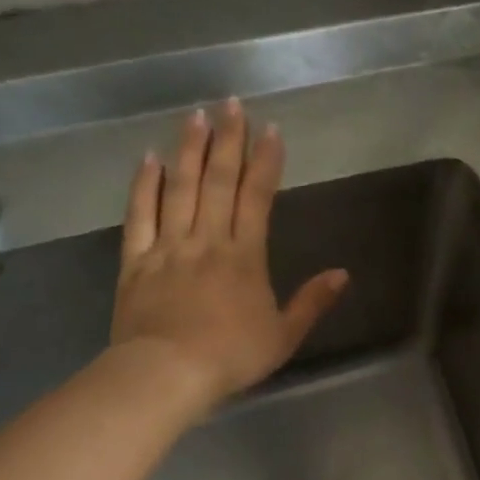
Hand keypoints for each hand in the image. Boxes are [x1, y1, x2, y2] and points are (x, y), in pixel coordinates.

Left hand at [110, 99, 347, 414]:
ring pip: (180, 188)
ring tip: (196, 116)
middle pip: (219, 181)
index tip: (271, 130)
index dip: (265, 161)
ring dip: (189, 150)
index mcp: (244, 256)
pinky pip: (140, 214)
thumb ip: (312, 302)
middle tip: (232, 104)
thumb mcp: (284, 336)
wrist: (166, 374)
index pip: (257, 197)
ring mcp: (169, 247)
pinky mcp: (136, 261)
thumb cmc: (231, 357)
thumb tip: (342, 274)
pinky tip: (149, 158)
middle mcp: (207, 240)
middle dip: (228, 140)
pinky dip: (144, 185)